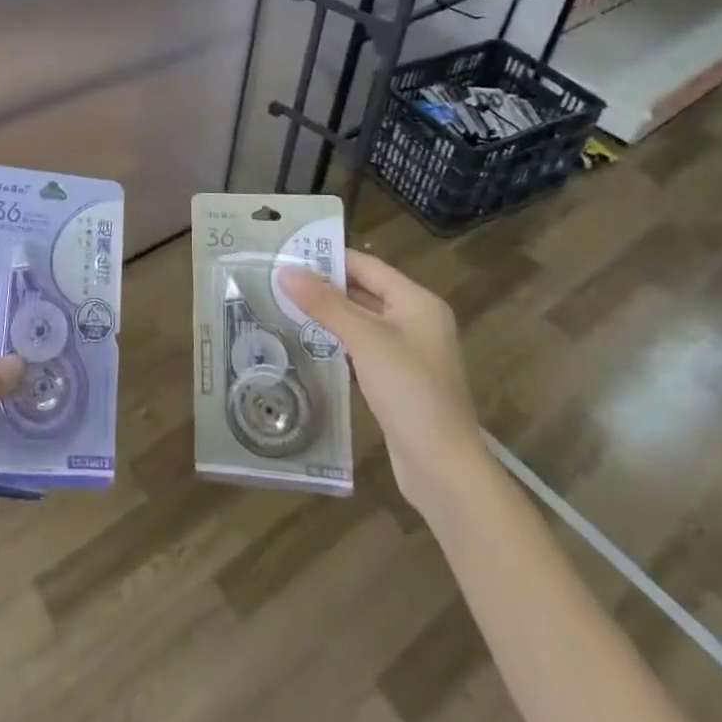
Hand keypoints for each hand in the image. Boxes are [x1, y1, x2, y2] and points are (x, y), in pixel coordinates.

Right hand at [280, 249, 485, 514]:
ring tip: (283, 307)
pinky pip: (361, 351)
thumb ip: (324, 303)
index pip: (367, 266)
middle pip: (364, 293)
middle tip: (279, 281)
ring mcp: (408, 354)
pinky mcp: (397, 383)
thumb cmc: (409, 390)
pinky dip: (337, 345)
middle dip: (324, 288)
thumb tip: (285, 270)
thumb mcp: (364, 339)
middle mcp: (416, 322)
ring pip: (360, 323)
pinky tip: (307, 345)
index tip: (289, 253)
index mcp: (418, 302)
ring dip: (327, 317)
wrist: (442, 468)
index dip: (330, 258)